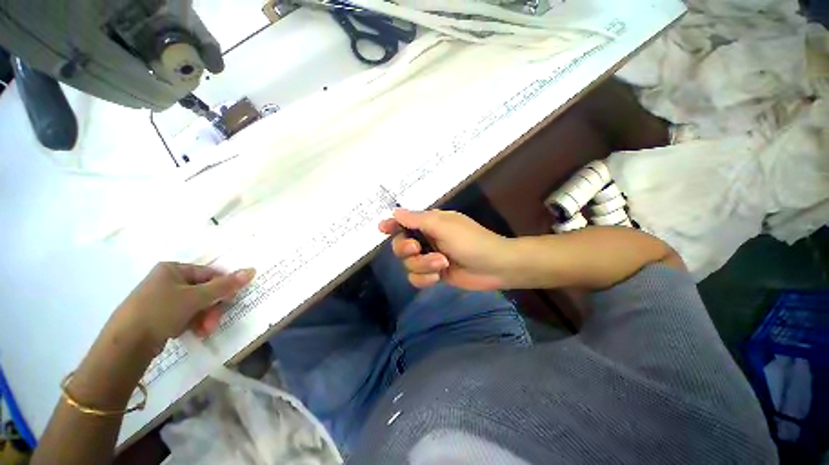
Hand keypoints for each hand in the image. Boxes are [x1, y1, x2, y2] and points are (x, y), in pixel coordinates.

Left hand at [113, 263, 255, 352]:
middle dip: (212, 308)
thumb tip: (251, 270)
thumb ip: (225, 285)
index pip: (209, 274)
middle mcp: (167, 280)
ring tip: (204, 331)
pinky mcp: (157, 315)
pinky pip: (184, 315)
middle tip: (213, 322)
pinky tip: (192, 332)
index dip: (222, 287)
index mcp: (172, 269)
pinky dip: (192, 323)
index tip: (229, 301)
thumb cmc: (160, 311)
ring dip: (204, 317)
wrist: (125, 344)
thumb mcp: (196, 297)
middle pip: (203, 291)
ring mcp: (161, 298)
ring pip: (195, 305)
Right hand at [379, 209, 512, 290]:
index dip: (392, 225)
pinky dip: (424, 279)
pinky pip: (416, 278)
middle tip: (417, 248)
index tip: (382, 228)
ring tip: (442, 264)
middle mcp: (427, 239)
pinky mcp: (435, 274)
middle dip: (406, 249)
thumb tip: (395, 212)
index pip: (404, 222)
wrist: (495, 266)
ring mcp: (430, 258)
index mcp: (430, 223)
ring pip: (408, 264)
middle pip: (401, 245)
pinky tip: (438, 277)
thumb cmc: (471, 241)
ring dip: (422, 265)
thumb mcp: (443, 225)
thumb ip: (417, 219)